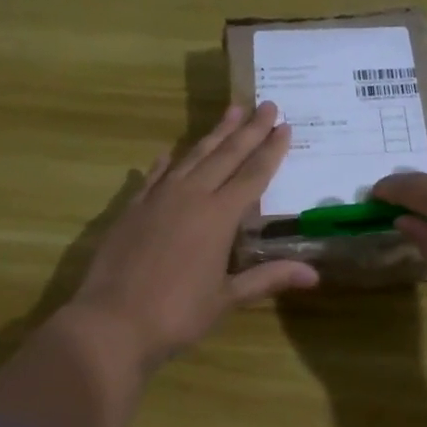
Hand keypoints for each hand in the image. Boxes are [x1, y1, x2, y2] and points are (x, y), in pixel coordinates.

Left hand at [67, 103, 318, 370]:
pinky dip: (168, 162)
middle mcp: (190, 196)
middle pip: (226, 155)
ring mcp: (158, 199)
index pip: (253, 175)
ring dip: (214, 134)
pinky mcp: (132, 208)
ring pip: (192, 156)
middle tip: (267, 104)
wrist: (111, 322)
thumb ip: (267, 278)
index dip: (271, 150)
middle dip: (249, 130)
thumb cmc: (177, 314)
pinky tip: (171, 151)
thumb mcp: (227, 298)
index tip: (285, 125)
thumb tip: (314, 275)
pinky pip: (155, 176)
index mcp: (218, 217)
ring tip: (231, 111)